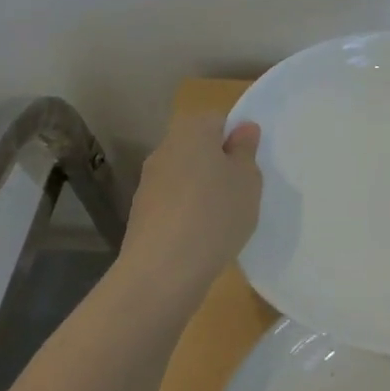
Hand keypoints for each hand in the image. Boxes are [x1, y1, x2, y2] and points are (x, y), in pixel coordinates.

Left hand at [118, 113, 261, 301]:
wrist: (162, 270)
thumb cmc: (216, 213)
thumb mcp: (248, 179)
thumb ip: (246, 150)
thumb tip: (243, 128)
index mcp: (192, 131)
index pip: (219, 120)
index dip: (237, 140)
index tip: (249, 167)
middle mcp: (165, 148)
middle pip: (199, 147)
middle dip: (218, 165)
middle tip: (240, 192)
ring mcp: (148, 182)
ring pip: (185, 176)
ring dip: (201, 190)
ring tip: (222, 219)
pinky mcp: (140, 214)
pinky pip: (172, 203)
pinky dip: (186, 213)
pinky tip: (199, 237)